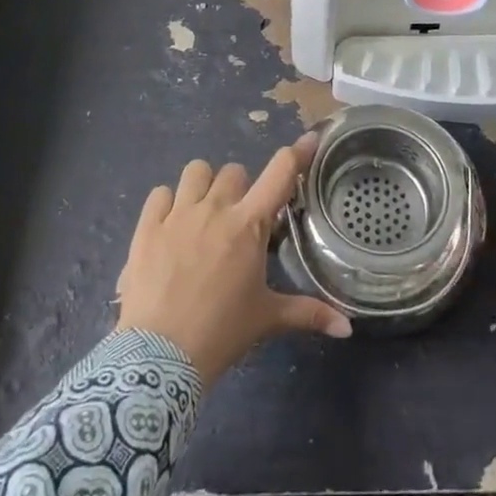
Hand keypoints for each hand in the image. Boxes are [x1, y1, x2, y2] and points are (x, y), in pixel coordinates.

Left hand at [116, 137, 351, 382]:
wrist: (159, 357)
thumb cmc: (221, 333)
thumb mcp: (267, 320)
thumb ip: (308, 314)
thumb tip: (347, 327)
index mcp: (249, 225)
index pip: (280, 173)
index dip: (298, 153)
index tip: (310, 138)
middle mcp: (215, 208)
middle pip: (235, 171)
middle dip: (241, 188)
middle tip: (239, 219)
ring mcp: (178, 214)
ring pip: (196, 170)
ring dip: (204, 185)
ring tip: (204, 213)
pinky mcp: (147, 226)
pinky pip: (160, 193)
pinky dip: (168, 202)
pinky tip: (170, 225)